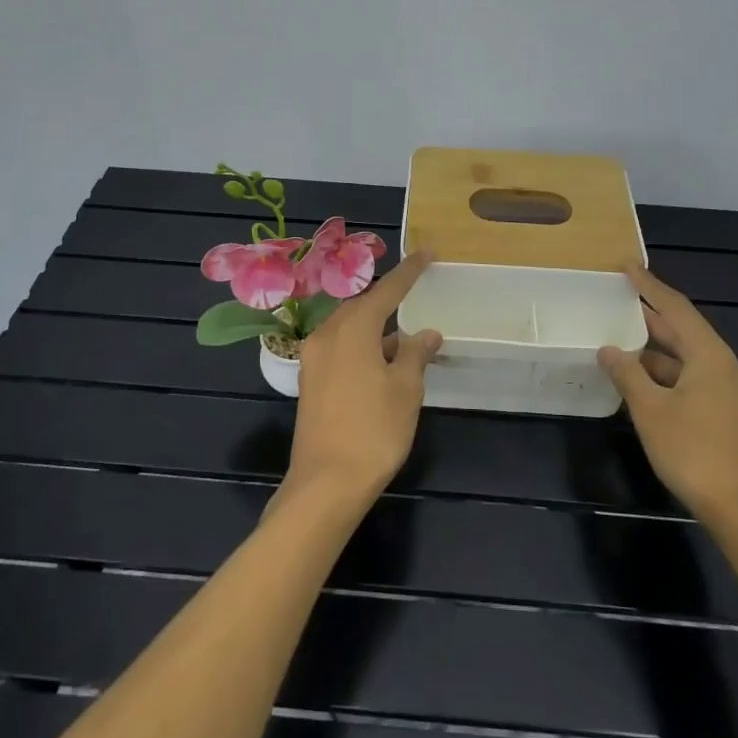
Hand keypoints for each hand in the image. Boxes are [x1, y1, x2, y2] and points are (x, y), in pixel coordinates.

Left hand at [285, 252, 442, 509]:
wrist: (326, 484)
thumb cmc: (373, 430)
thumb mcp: (405, 389)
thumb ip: (414, 354)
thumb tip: (424, 333)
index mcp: (351, 329)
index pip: (386, 290)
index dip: (409, 272)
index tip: (427, 253)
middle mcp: (326, 335)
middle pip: (361, 306)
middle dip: (388, 299)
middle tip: (414, 292)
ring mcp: (313, 359)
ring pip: (348, 328)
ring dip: (375, 327)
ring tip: (403, 335)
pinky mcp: (310, 381)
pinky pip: (339, 348)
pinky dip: (362, 345)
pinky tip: (381, 361)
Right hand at [599, 265, 737, 537]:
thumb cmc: (695, 454)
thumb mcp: (651, 411)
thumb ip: (628, 374)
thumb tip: (608, 348)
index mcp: (713, 358)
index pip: (677, 309)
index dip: (650, 286)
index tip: (628, 266)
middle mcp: (731, 368)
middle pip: (687, 334)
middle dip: (653, 320)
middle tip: (621, 303)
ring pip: (693, 361)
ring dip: (660, 354)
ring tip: (625, 345)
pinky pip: (701, 382)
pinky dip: (674, 377)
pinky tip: (649, 385)